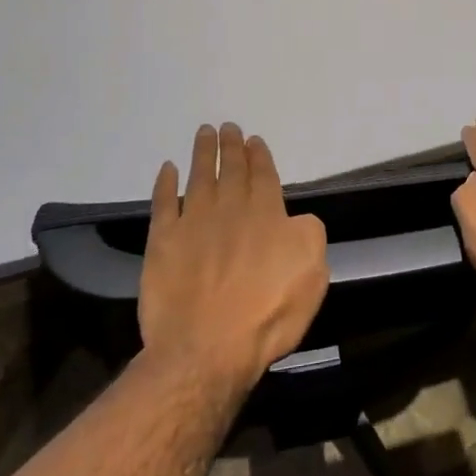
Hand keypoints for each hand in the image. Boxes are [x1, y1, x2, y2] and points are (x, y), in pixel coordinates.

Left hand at [139, 123, 329, 393]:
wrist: (206, 348)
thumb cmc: (267, 314)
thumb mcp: (313, 275)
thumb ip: (309, 237)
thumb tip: (296, 220)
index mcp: (267, 215)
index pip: (263, 175)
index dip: (259, 156)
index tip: (253, 139)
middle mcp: (230, 209)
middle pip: (231, 169)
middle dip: (231, 146)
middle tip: (227, 126)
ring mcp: (193, 223)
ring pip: (198, 177)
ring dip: (202, 153)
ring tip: (203, 132)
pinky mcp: (162, 242)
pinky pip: (162, 203)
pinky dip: (164, 184)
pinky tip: (166, 169)